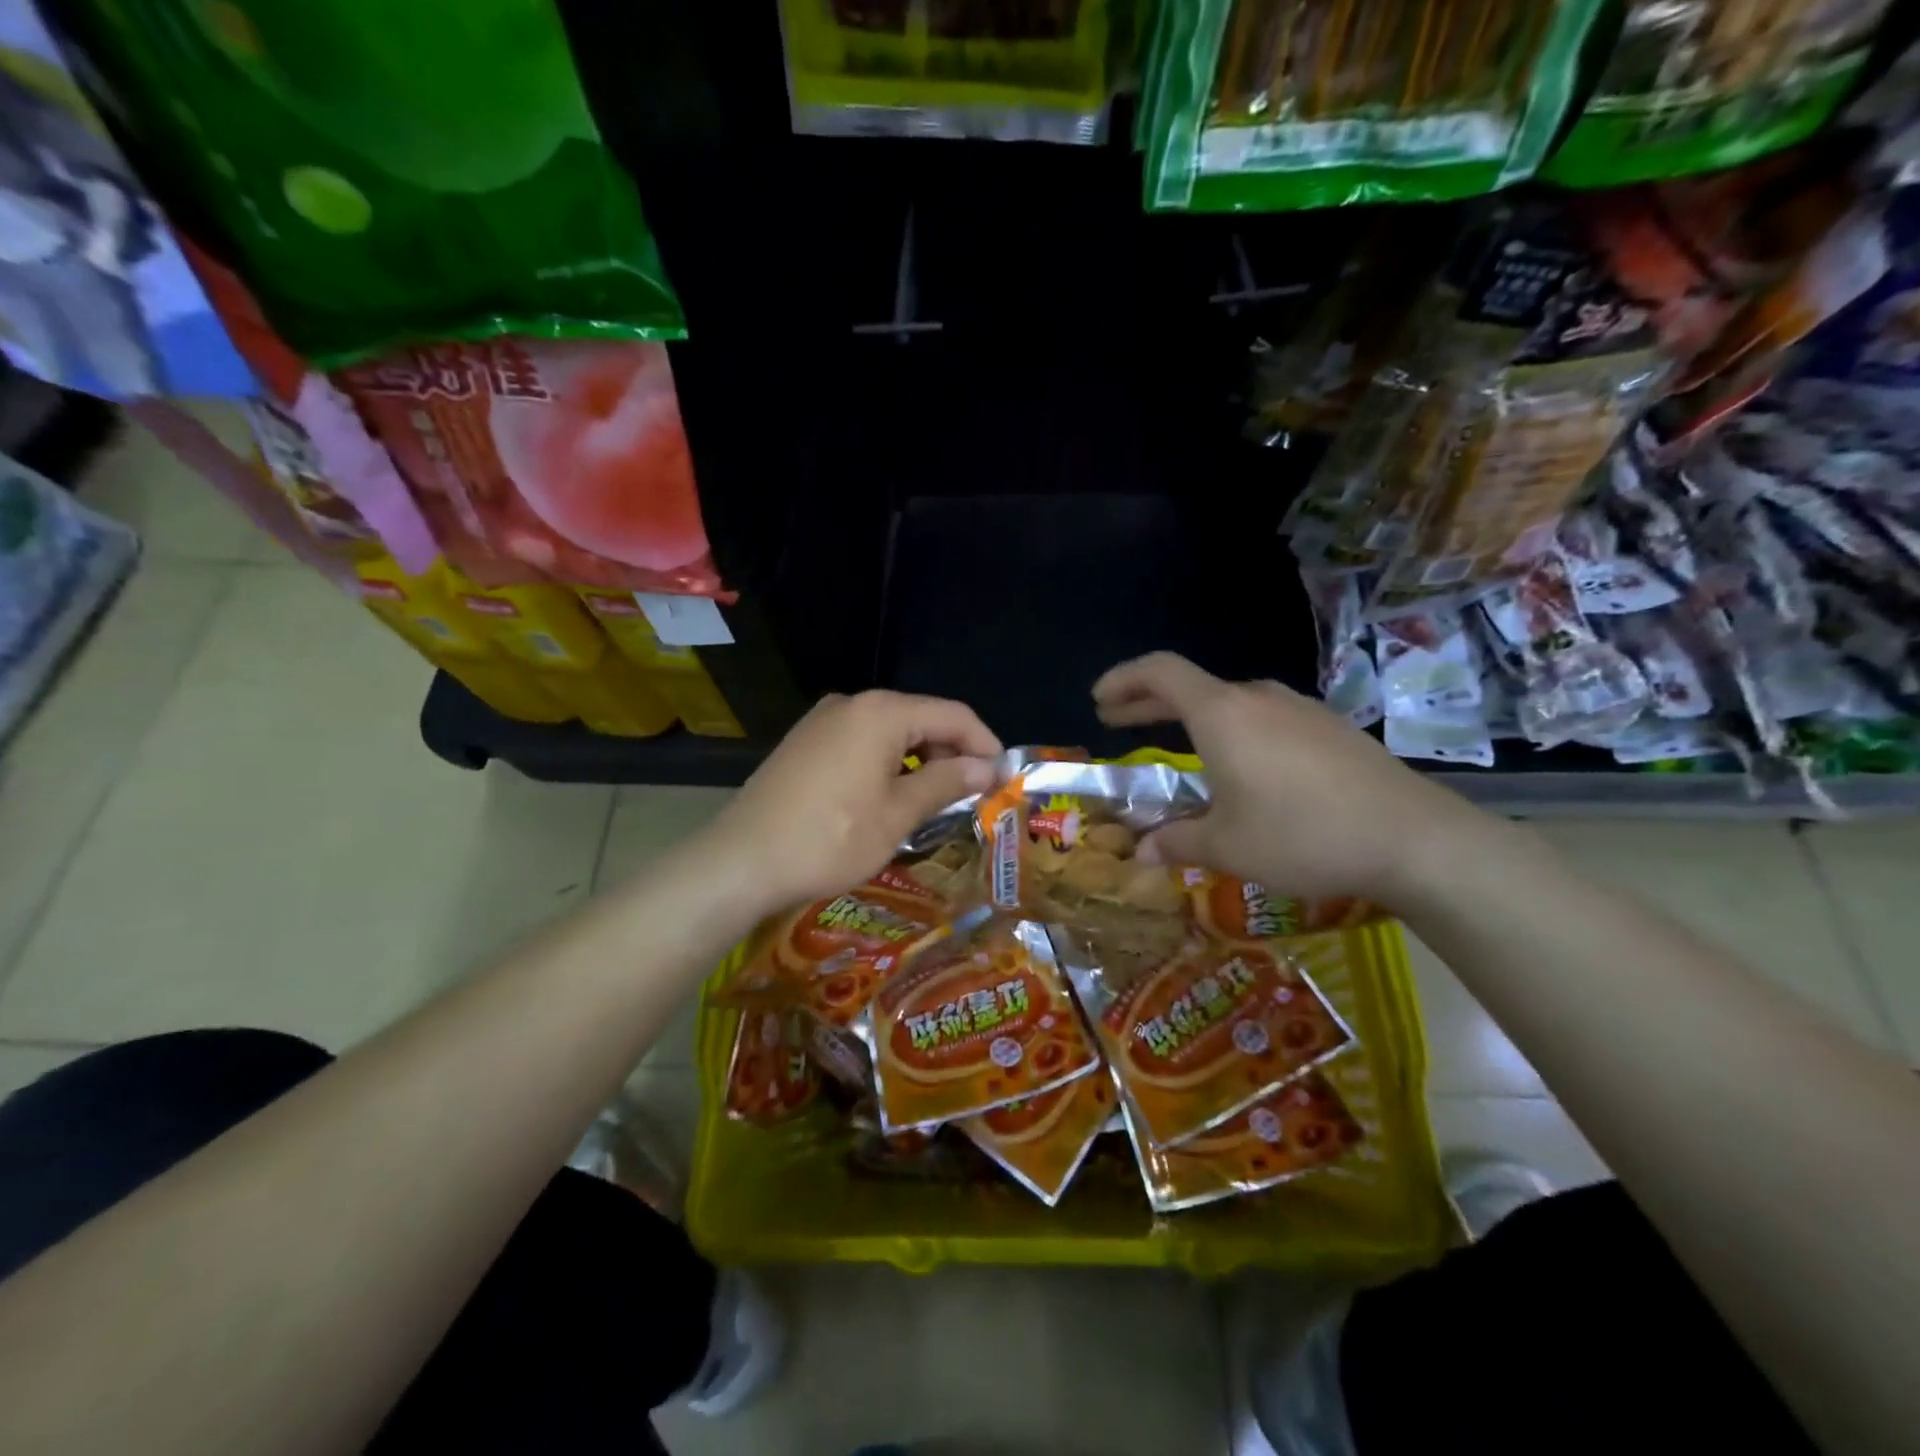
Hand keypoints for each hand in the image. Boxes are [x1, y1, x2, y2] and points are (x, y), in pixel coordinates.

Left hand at [700, 690, 1001, 915]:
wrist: (741, 862)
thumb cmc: (830, 838)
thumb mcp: (898, 814)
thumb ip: (946, 782)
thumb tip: (987, 767)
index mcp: (881, 712)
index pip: (953, 714)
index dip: (984, 743)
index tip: (1003, 778)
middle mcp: (851, 704)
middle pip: (920, 718)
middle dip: (952, 752)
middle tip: (971, 795)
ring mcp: (822, 721)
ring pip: (890, 732)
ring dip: (920, 760)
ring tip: (936, 800)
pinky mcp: (805, 742)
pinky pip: (861, 742)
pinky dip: (887, 763)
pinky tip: (891, 796)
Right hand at [1092, 652, 1480, 904]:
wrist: (1413, 838)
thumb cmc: (1303, 834)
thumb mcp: (1227, 846)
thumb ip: (1176, 843)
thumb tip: (1139, 855)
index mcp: (1222, 714)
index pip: (1159, 672)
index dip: (1122, 680)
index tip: (1098, 701)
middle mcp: (1257, 699)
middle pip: (1190, 686)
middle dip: (1147, 702)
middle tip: (1117, 721)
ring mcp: (1298, 710)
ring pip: (1229, 702)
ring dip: (1192, 718)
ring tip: (1176, 748)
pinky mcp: (1328, 729)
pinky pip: (1263, 719)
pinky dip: (1231, 731)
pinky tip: (1240, 768)